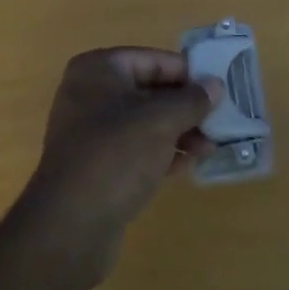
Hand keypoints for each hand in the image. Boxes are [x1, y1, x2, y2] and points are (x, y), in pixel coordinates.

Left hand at [23, 48, 221, 281]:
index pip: (153, 60)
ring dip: (178, 132)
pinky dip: (161, 152)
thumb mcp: (161, 120)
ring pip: (144, 122)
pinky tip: (189, 165)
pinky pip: (135, 149)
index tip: (218, 88)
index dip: (187, 73)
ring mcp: (90, 132)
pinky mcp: (96, 167)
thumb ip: (192, 100)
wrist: (70, 229)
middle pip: (149, 91)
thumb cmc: (116, 155)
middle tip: (218, 120)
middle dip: (185, 107)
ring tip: (210, 147)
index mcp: (99, 69)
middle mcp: (90, 94)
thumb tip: (215, 85)